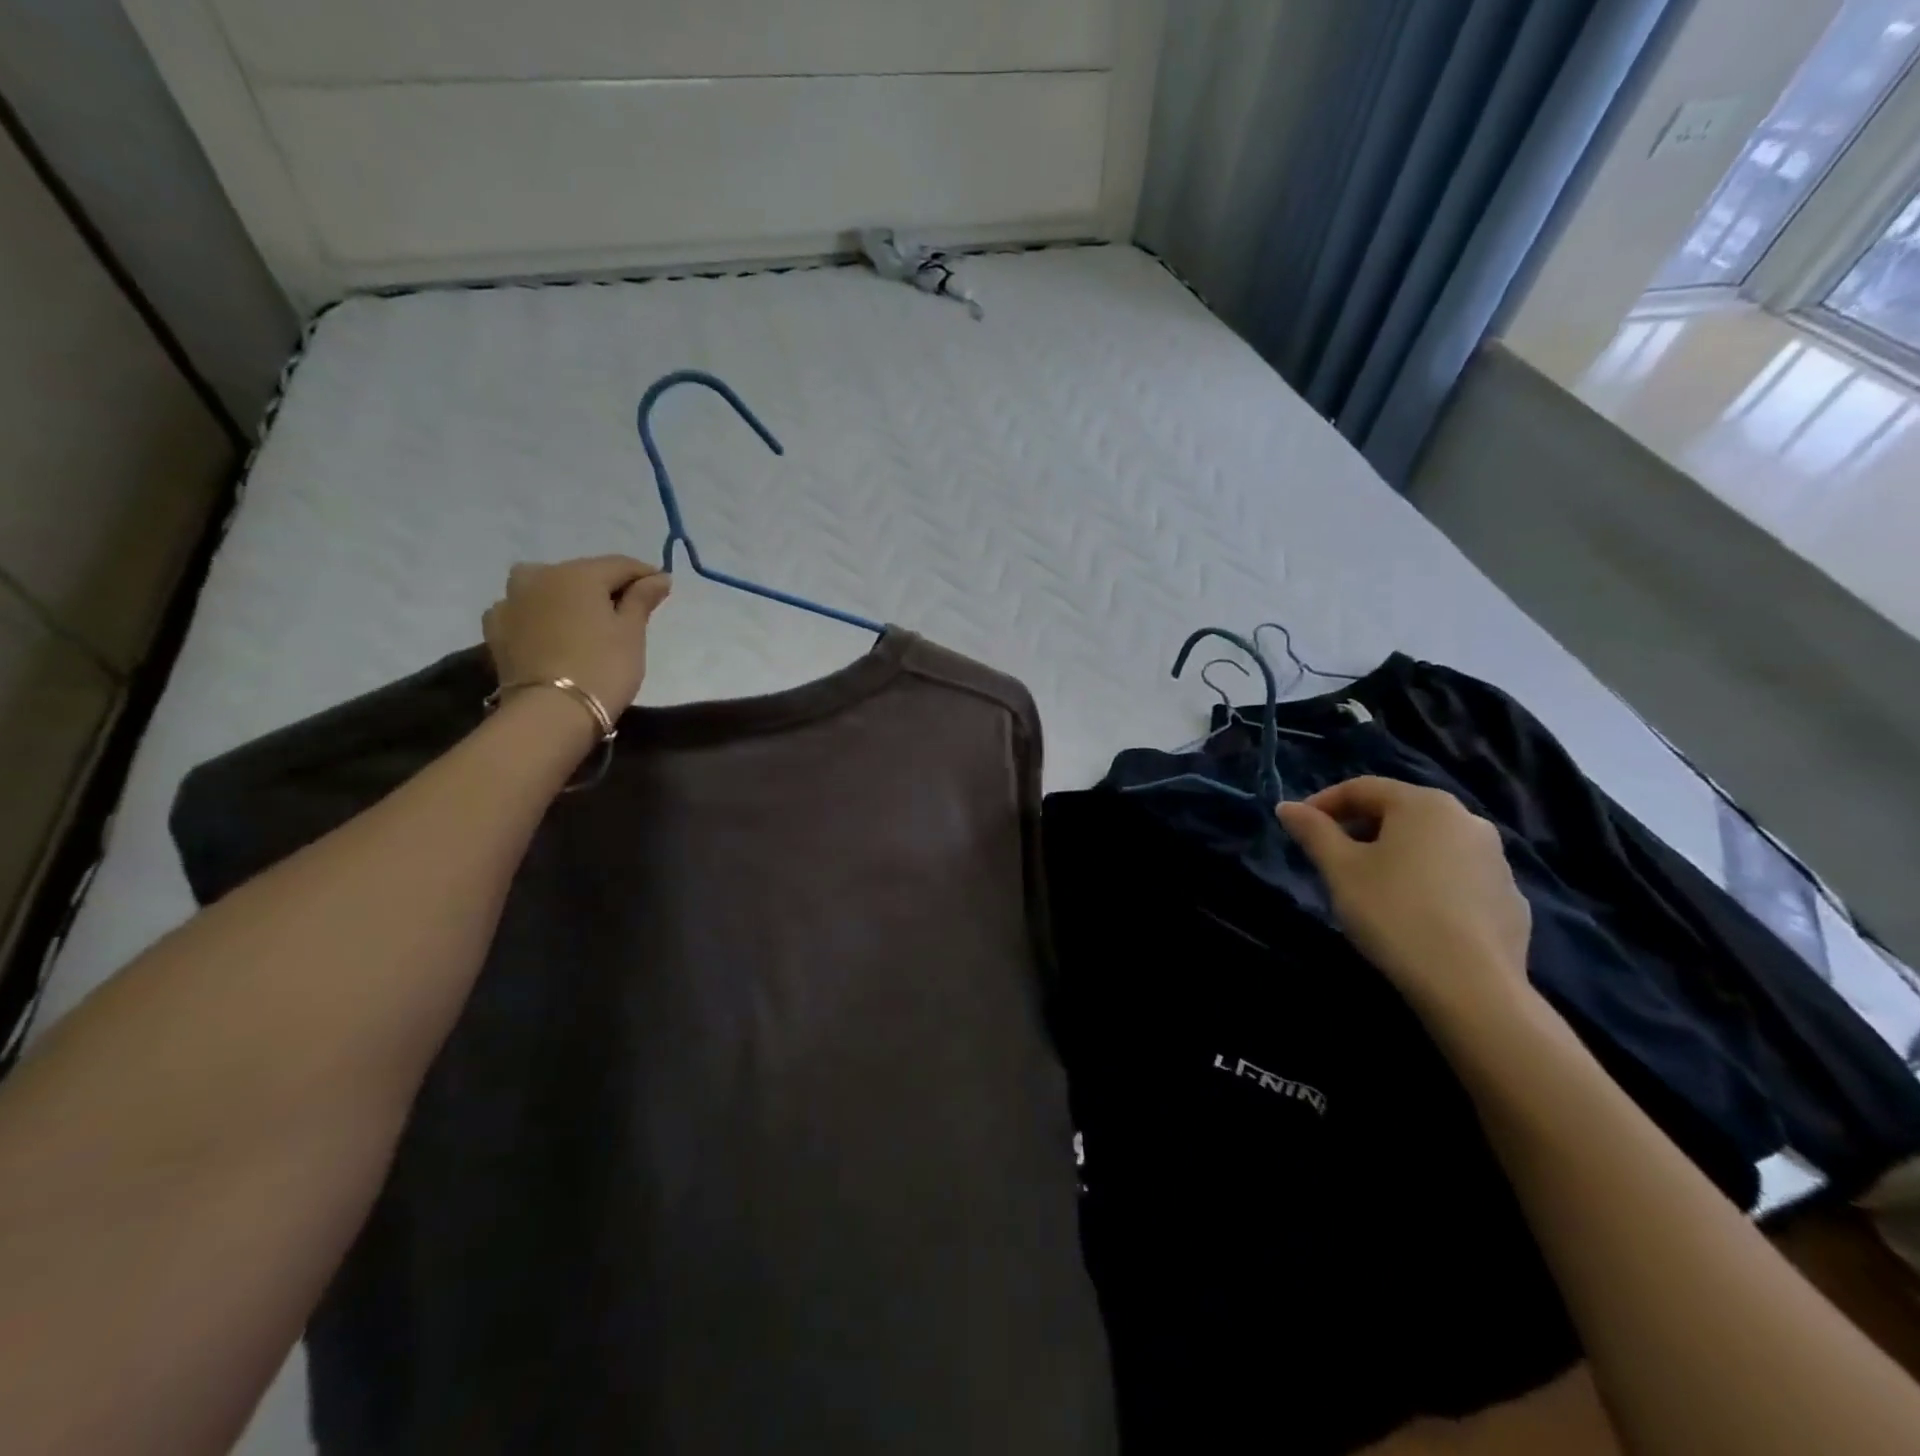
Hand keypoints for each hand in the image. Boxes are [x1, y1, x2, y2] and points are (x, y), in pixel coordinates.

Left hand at [482, 556, 670, 716]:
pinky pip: (524, 610)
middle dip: (606, 587)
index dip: (645, 574)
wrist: (551, 712)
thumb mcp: (632, 632)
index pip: (620, 565)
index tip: (663, 587)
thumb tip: (659, 577)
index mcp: (578, 573)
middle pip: (582, 574)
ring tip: (586, 618)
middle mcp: (540, 575)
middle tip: (628, 609)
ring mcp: (511, 601)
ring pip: (548, 587)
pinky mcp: (496, 628)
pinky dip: (540, 614)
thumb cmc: (603, 667)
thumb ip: (642, 599)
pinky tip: (550, 629)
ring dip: (568, 596)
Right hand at [1277, 777, 1533, 1024]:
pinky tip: (1413, 913)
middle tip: (1331, 857)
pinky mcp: (1511, 898)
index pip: (1362, 788)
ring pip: (1430, 844)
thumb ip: (1313, 831)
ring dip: (1396, 854)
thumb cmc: (1393, 912)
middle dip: (1360, 828)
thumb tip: (1287, 807)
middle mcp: (1467, 820)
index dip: (1323, 802)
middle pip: (1400, 812)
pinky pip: (1457, 876)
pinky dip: (1428, 882)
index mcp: (1424, 804)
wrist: (1470, 985)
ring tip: (1370, 886)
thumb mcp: (1339, 869)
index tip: (1298, 826)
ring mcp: (1496, 859)